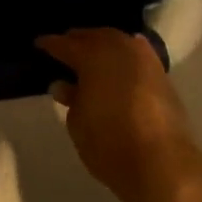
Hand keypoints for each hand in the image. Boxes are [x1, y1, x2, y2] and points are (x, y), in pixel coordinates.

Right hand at [37, 28, 201, 201]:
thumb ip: (71, 99)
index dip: (49, 45)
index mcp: (92, 56)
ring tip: (91, 55)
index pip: (64, 44)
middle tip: (65, 47)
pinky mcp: (162, 76)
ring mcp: (144, 60)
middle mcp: (119, 49)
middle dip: (78, 40)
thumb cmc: (110, 143)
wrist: (163, 165)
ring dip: (103, 45)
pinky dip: (125, 55)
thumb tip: (64, 85)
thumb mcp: (77, 123)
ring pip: (118, 42)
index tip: (38, 44)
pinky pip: (137, 54)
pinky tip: (119, 63)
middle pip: (93, 36)